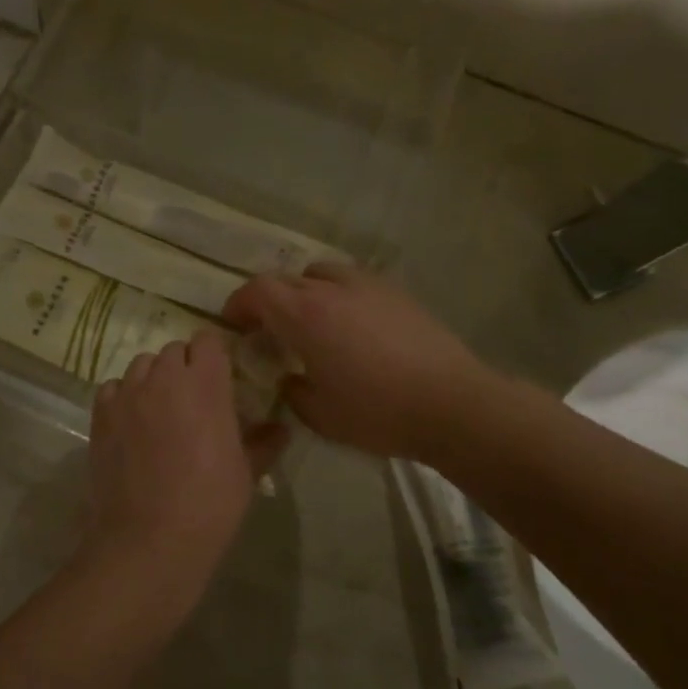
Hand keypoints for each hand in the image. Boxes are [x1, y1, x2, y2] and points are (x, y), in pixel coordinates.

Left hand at [84, 329, 287, 583]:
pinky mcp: (101, 415)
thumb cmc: (209, 505)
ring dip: (154, 378)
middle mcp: (164, 378)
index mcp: (205, 384)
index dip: (215, 355)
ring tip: (162, 410)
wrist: (149, 540)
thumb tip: (281, 428)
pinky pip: (113, 388)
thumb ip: (263, 442)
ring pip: (142, 365)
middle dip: (186, 367)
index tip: (222, 377)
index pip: (208, 341)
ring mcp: (128, 394)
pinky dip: (124, 396)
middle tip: (195, 399)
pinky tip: (133, 422)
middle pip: (174, 351)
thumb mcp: (246, 473)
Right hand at [223, 265, 493, 460]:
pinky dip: (339, 295)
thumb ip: (292, 391)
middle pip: (286, 279)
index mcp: (305, 315)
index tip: (235, 324)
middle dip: (269, 300)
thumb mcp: (320, 415)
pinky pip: (354, 282)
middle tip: (269, 329)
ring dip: (305, 291)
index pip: (258, 290)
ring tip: (312, 320)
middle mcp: (331, 289)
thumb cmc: (378, 412)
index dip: (239, 304)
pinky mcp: (397, 293)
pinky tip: (352, 325)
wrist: (453, 405)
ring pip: (321, 273)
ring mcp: (367, 286)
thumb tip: (289, 378)